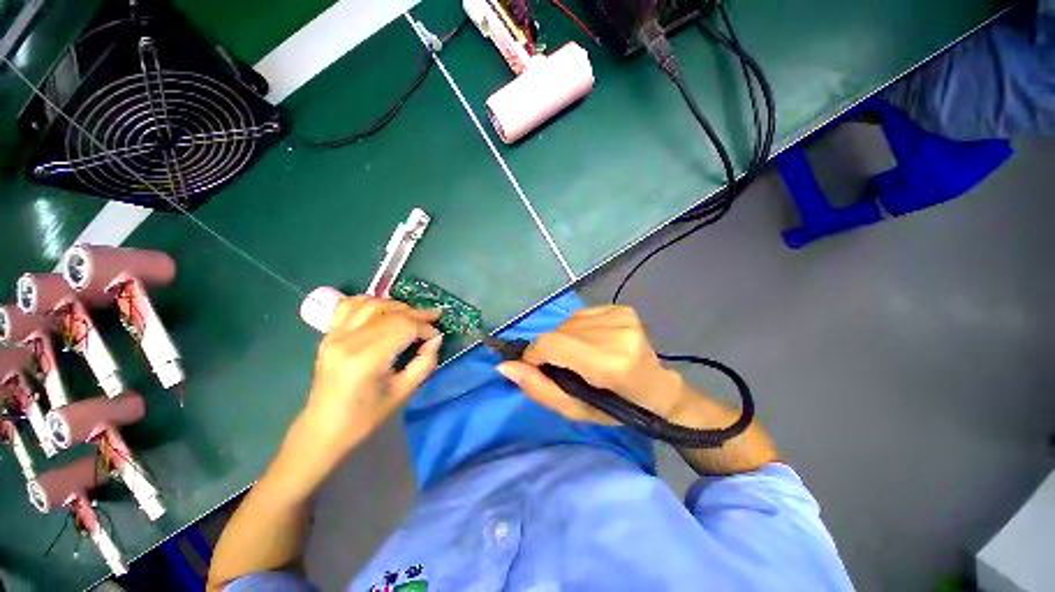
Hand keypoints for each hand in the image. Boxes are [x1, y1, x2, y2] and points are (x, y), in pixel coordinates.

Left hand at [303, 296, 441, 449]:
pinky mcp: (328, 335)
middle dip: (417, 314)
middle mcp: (348, 340)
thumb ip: (425, 362)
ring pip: (372, 304)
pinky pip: (349, 305)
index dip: (425, 327)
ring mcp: (334, 335)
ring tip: (412, 315)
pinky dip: (369, 302)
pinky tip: (382, 310)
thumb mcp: (404, 393)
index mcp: (367, 359)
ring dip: (397, 305)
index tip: (437, 335)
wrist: (324, 429)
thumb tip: (436, 338)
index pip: (404, 327)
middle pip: (390, 312)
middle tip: (434, 318)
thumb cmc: (366, 417)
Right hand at [497, 306, 683, 424]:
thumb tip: (505, 366)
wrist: (658, 390)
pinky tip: (595, 342)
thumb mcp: (575, 410)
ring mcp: (623, 317)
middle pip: (559, 332)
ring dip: (566, 339)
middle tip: (567, 367)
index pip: (552, 345)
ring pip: (568, 322)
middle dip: (552, 349)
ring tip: (583, 356)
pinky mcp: (624, 309)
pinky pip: (582, 314)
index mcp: (610, 365)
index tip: (537, 367)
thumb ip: (539, 388)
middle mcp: (618, 334)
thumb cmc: (616, 408)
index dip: (535, 355)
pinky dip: (579, 328)